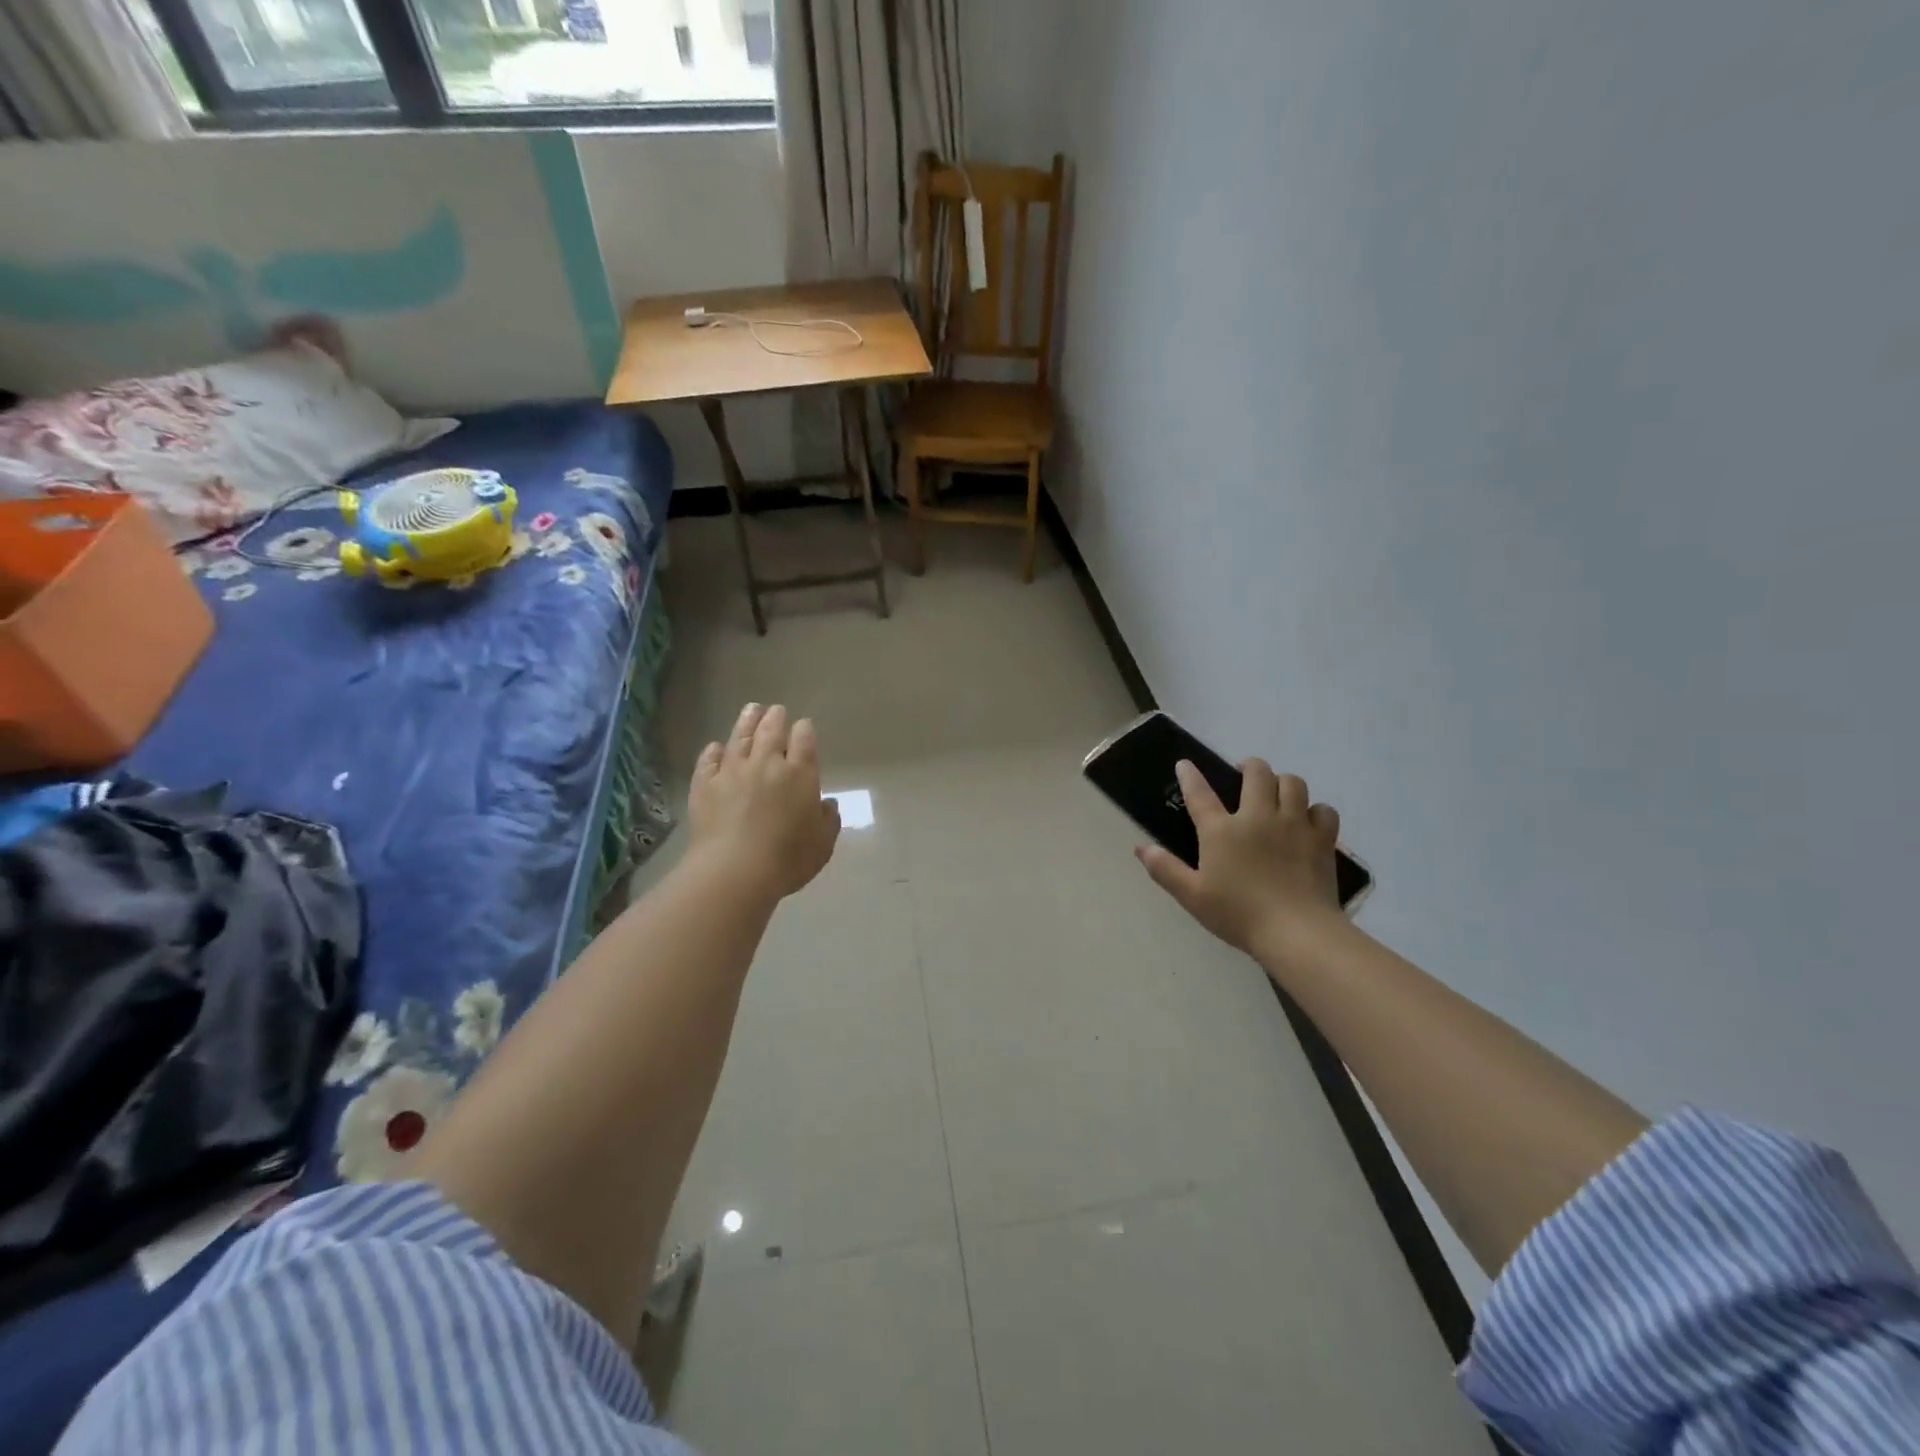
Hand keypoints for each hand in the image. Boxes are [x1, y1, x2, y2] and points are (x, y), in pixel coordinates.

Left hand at [689, 704, 840, 898]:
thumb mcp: (823, 844)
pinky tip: (715, 746)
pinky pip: (709, 760)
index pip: (804, 739)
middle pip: (771, 731)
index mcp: (800, 774)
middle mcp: (766, 764)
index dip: (804, 730)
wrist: (734, 871)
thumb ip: (828, 820)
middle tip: (776, 710)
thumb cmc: (788, 859)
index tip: (804, 726)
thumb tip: (827, 804)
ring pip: (740, 737)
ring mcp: (732, 771)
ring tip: (751, 709)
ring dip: (747, 721)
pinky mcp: (705, 785)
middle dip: (776, 718)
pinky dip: (713, 751)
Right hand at [1137, 760, 1343, 957]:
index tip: (1184, 764)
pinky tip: (1308, 821)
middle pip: (1257, 773)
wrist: (1296, 932)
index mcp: (1221, 830)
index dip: (1190, 776)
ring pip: (1293, 783)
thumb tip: (1142, 848)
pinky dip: (1315, 811)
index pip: (1200, 793)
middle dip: (1249, 766)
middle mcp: (1257, 817)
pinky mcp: (1322, 840)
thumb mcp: (1192, 896)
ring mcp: (1294, 825)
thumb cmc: (1238, 914)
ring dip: (1283, 782)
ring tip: (1277, 793)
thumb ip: (1165, 869)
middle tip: (1244, 774)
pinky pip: (1324, 810)